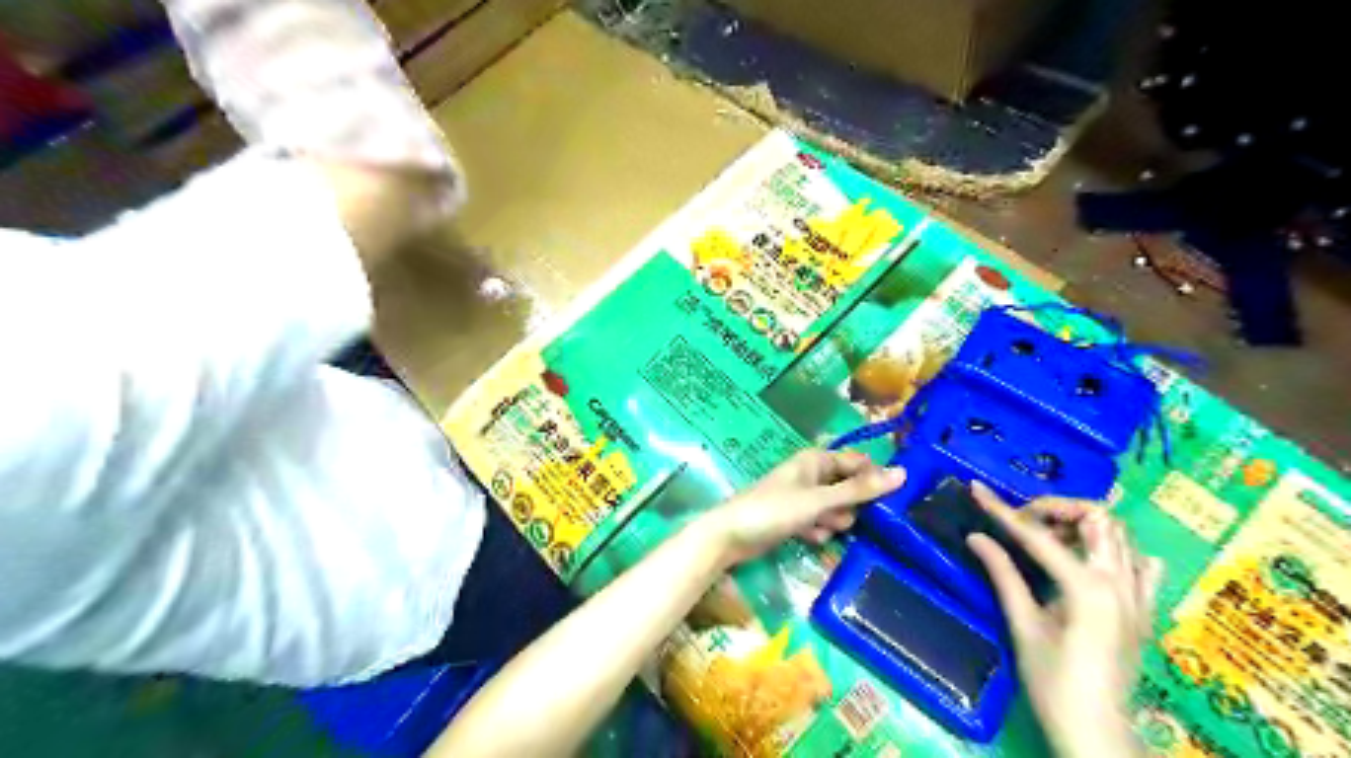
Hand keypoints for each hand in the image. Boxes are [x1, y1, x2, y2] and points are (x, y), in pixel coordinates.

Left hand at [697, 449, 904, 568]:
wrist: (731, 536)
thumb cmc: (774, 510)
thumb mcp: (820, 501)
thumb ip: (859, 490)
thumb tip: (903, 474)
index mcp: (816, 459)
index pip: (858, 463)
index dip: (874, 479)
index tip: (894, 501)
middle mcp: (811, 473)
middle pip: (849, 487)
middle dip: (850, 506)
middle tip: (843, 517)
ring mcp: (802, 496)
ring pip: (836, 508)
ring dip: (833, 521)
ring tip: (820, 528)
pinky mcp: (795, 517)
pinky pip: (820, 522)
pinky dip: (818, 531)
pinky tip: (809, 538)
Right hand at [967, 485, 1165, 757]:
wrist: (1098, 732)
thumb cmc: (1053, 683)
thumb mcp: (1022, 626)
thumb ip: (1003, 575)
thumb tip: (976, 537)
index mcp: (1086, 588)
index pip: (1037, 535)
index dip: (1002, 510)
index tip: (977, 490)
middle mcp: (1119, 582)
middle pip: (1094, 517)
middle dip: (1053, 508)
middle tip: (1021, 521)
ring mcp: (1139, 596)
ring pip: (1120, 534)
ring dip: (1082, 525)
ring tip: (1049, 538)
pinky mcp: (1145, 610)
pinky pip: (1142, 566)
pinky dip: (1117, 552)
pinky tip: (1093, 562)